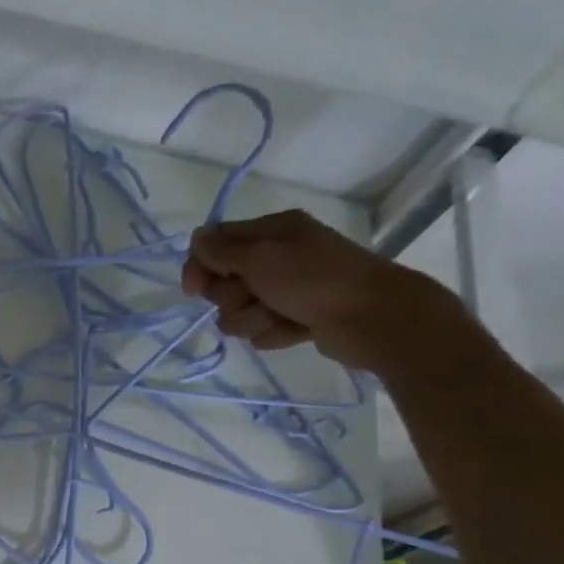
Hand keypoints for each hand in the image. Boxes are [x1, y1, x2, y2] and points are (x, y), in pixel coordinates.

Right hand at [183, 209, 464, 370]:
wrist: (369, 317)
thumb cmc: (313, 280)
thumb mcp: (261, 258)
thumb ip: (222, 250)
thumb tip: (196, 238)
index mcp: (271, 231)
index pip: (215, 243)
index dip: (199, 267)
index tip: (194, 290)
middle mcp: (276, 257)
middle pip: (222, 282)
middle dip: (231, 297)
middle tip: (255, 296)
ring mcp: (285, 289)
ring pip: (238, 312)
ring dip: (251, 318)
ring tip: (279, 316)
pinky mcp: (292, 317)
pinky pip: (260, 330)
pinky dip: (272, 332)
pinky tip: (295, 328)